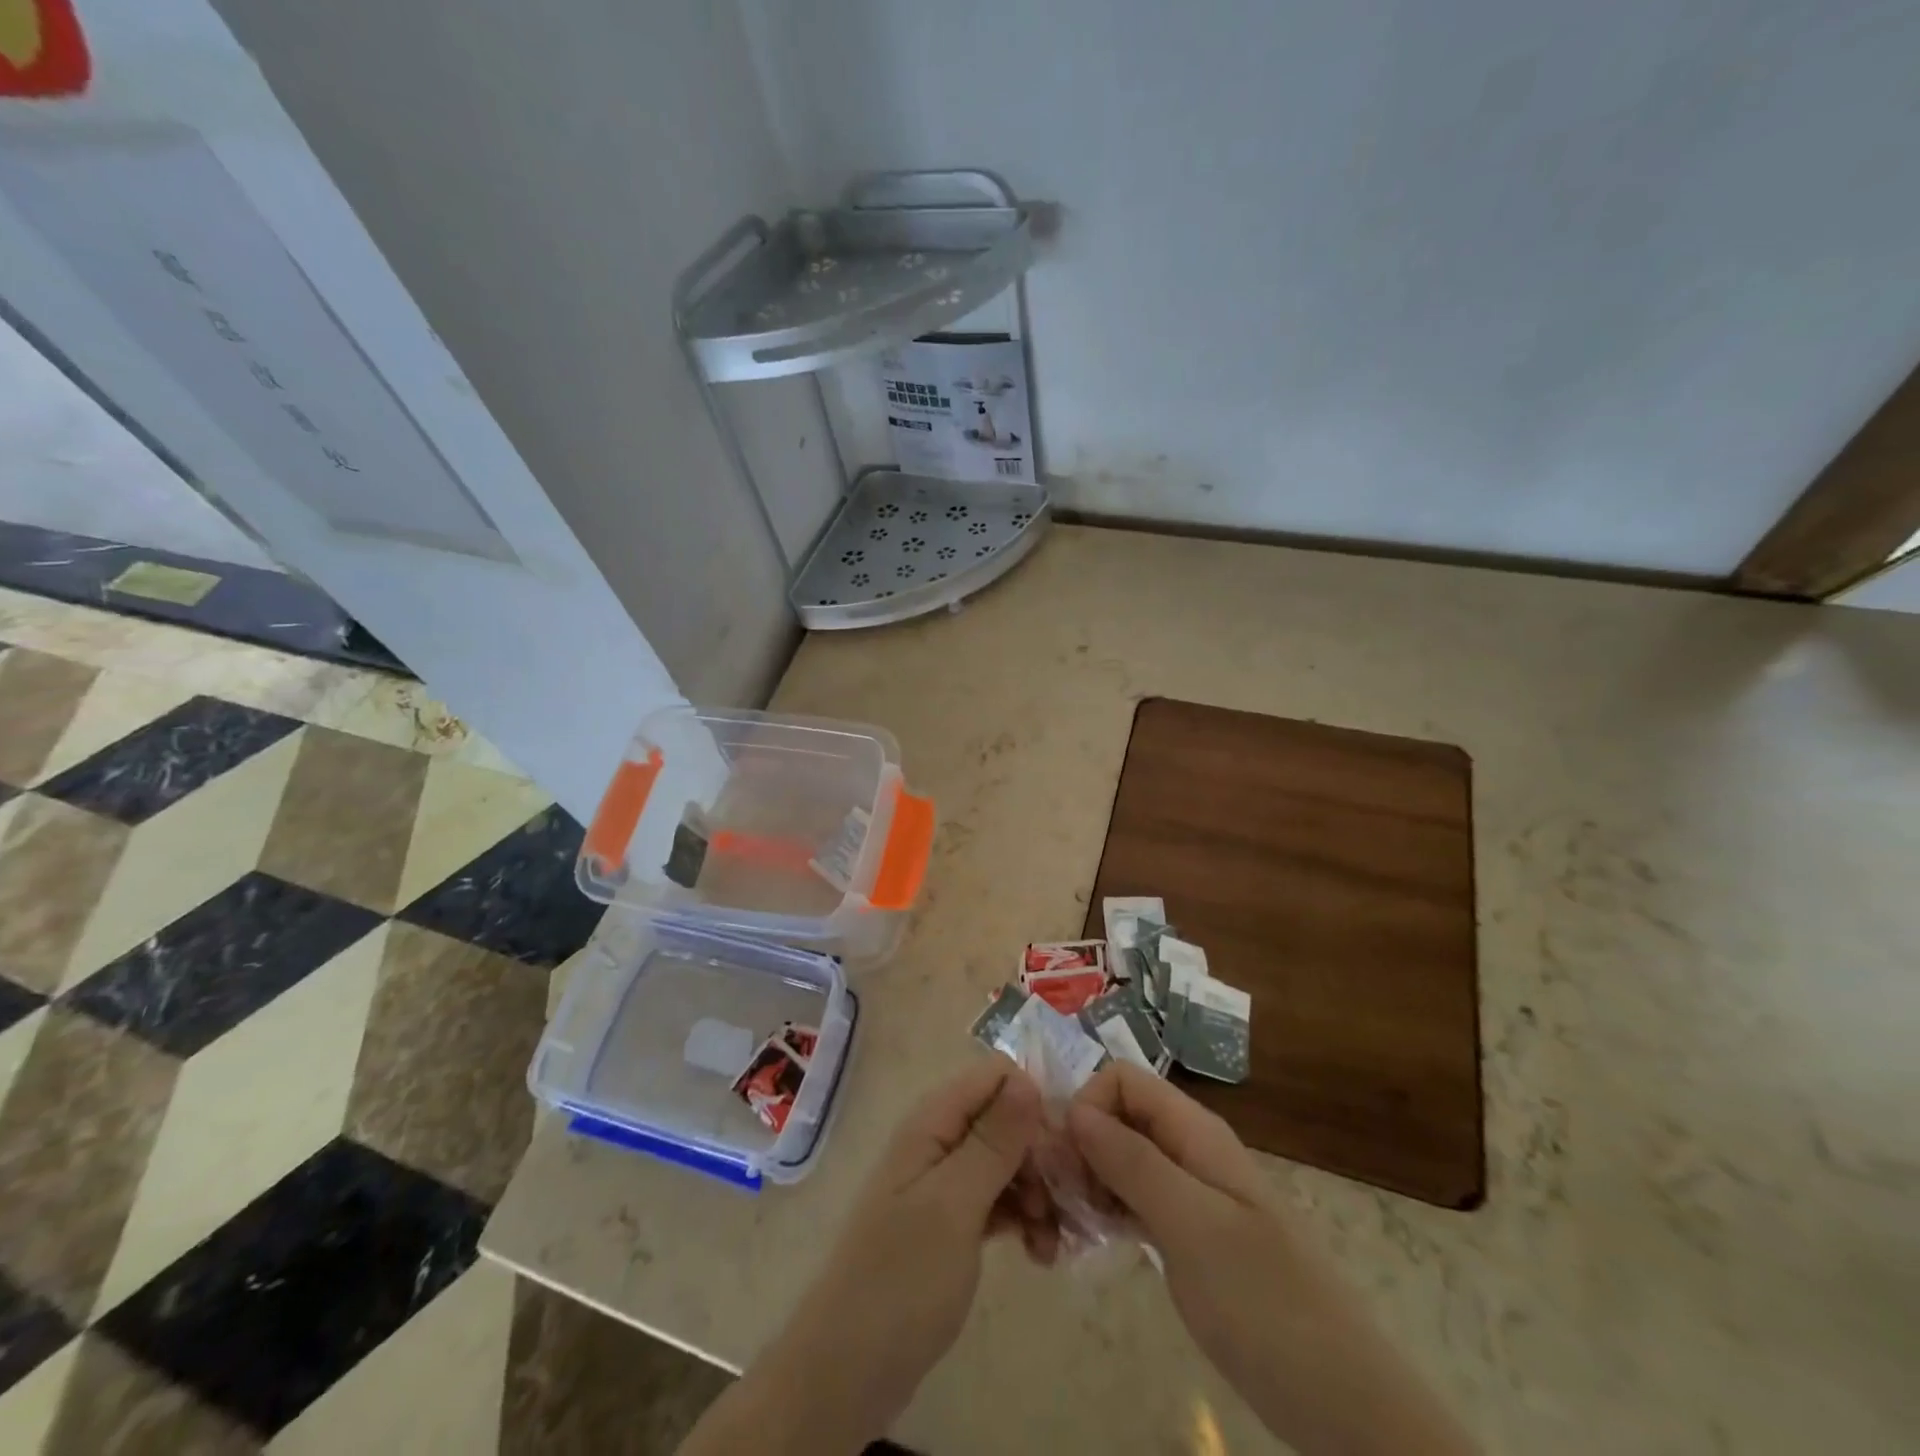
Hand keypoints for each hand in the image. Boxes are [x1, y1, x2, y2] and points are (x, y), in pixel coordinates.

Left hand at [684, 1061, 1051, 1454]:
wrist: (848, 1370)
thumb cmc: (902, 1278)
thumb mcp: (954, 1204)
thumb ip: (992, 1140)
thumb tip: (1027, 1078)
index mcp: (933, 1121)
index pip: (995, 1076)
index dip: (1033, 1103)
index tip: (1062, 1152)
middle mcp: (939, 1140)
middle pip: (1005, 1119)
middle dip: (1041, 1156)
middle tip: (1065, 1204)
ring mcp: (944, 1182)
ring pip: (1006, 1162)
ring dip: (1038, 1192)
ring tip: (1052, 1239)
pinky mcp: (952, 1221)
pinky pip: (998, 1199)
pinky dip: (1023, 1218)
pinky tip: (1041, 1253)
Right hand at [1069, 1063, 1475, 1455]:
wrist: (1340, 1398)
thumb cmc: (1264, 1300)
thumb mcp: (1192, 1225)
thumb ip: (1132, 1161)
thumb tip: (1074, 1109)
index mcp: (1193, 1130)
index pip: (1121, 1079)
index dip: (1086, 1105)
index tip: (1065, 1160)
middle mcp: (1186, 1149)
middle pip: (1115, 1116)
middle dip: (1077, 1146)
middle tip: (1053, 1202)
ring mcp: (1186, 1193)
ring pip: (1118, 1159)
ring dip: (1084, 1181)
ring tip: (1062, 1227)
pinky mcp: (1183, 1234)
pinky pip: (1129, 1201)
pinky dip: (1102, 1211)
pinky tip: (1084, 1242)